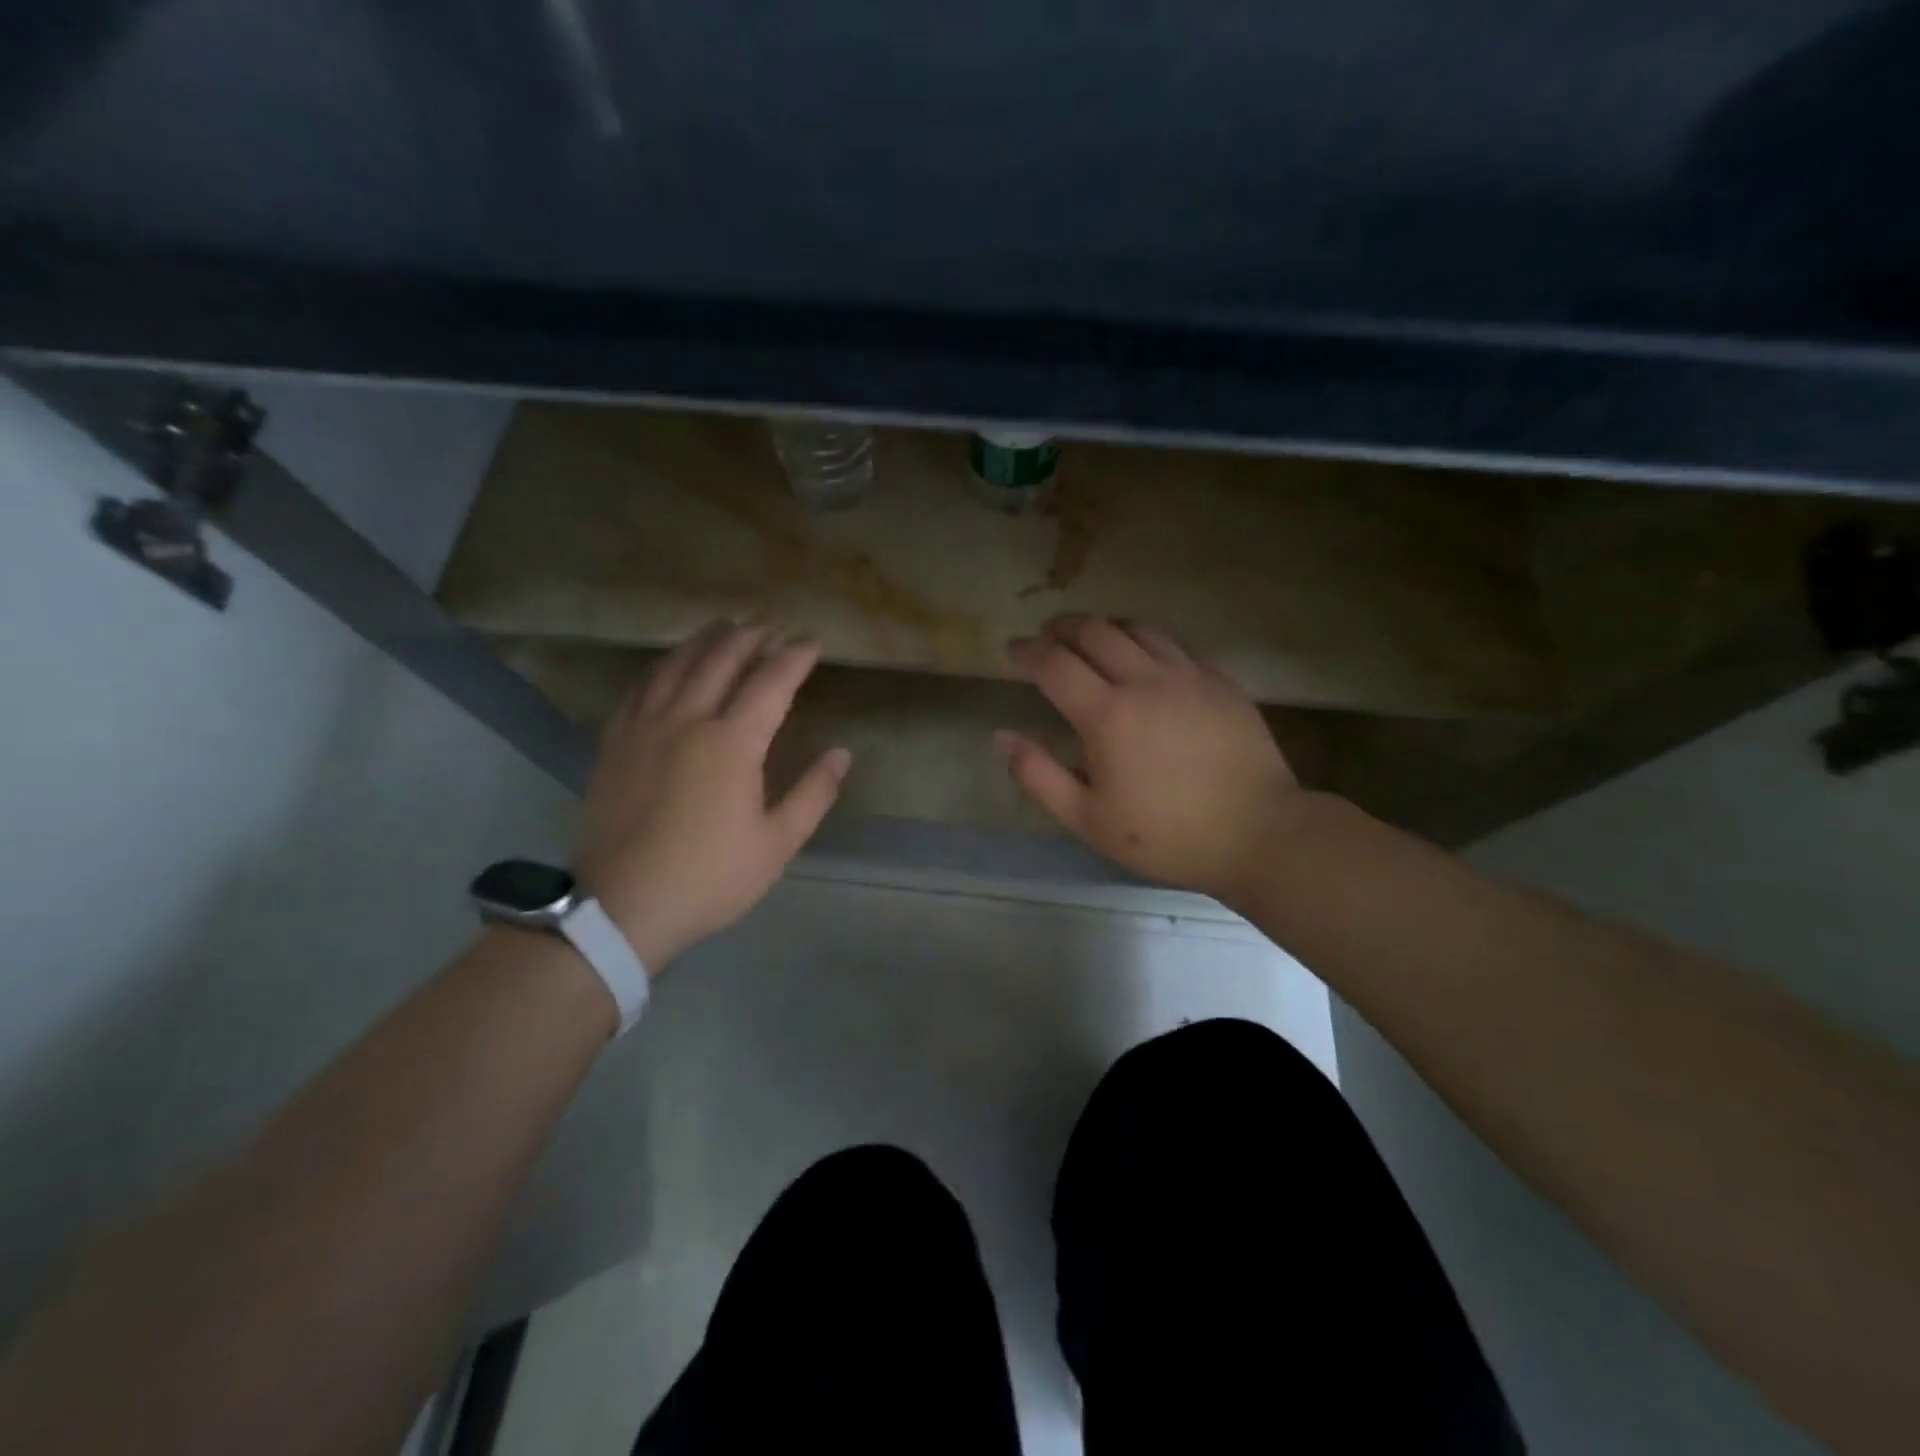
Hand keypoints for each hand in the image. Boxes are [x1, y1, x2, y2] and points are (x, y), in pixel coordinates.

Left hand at [574, 621, 850, 972]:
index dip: (795, 657)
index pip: (770, 682)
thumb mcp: (777, 844)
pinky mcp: (615, 742)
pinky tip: (670, 664)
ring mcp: (645, 727)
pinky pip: (641, 687)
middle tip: (770, 627)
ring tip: (725, 626)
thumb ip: (813, 794)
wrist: (623, 906)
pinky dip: (663, 665)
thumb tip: (841, 754)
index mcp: (732, 742)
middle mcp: (687, 720)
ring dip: (706, 640)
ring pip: (677, 664)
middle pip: (721, 659)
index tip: (812, 643)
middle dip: (751, 637)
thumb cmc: (709, 876)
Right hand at [997, 615, 1302, 901]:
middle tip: (1048, 638)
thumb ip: (1039, 775)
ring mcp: (1188, 676)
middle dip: (1062, 628)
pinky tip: (1147, 660)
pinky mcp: (1220, 681)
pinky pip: (1175, 645)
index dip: (1027, 651)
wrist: (1260, 833)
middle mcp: (1145, 681)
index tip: (1013, 650)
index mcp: (1107, 715)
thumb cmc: (1167, 836)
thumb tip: (1002, 737)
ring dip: (1105, 628)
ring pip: (1138, 629)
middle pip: (1095, 631)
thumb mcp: (1089, 820)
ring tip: (1092, 642)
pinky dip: (1148, 642)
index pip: (1054, 664)